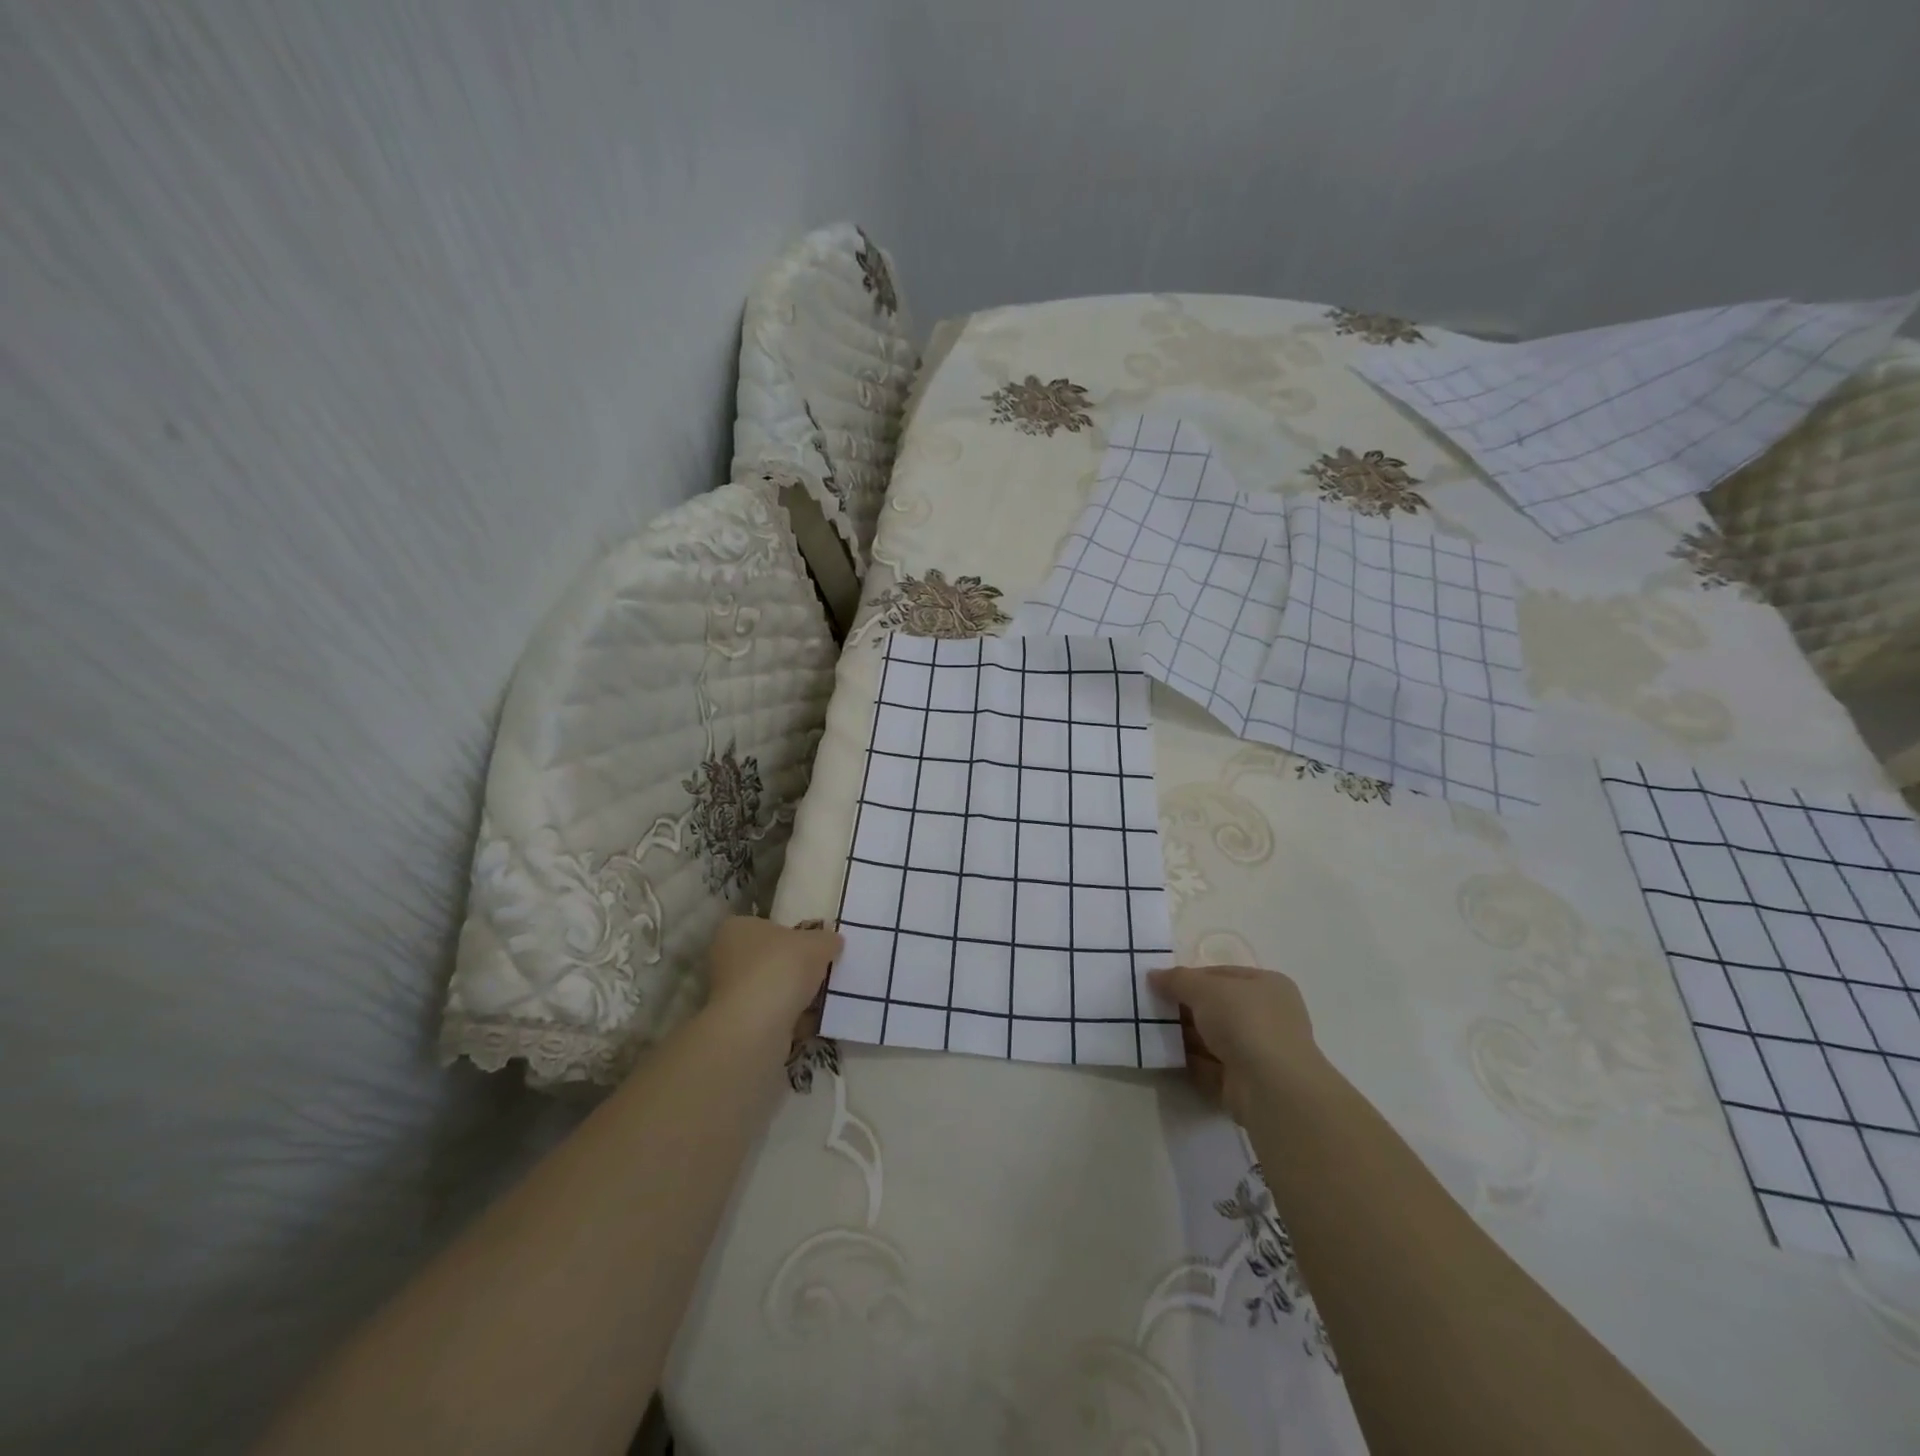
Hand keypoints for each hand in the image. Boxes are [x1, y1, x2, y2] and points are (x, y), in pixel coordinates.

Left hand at [705, 916, 842, 1037]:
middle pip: (768, 958)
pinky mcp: (738, 1024)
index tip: (814, 945)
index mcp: (736, 928)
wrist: (756, 1027)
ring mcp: (728, 995)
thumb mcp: (817, 943)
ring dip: (793, 994)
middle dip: (793, 966)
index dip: (791, 933)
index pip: (765, 925)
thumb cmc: (781, 968)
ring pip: (770, 988)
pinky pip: (772, 1015)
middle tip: (822, 970)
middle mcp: (725, 958)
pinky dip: (791, 1017)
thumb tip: (832, 942)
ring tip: (822, 996)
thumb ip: (826, 939)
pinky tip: (812, 1019)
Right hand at [1148, 964, 1324, 1121]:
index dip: (1190, 977)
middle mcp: (1268, 1017)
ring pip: (1213, 1038)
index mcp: (1267, 985)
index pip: (1222, 975)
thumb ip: (1177, 980)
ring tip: (1151, 1031)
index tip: (1161, 984)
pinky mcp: (1246, 1082)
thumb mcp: (1204, 989)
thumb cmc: (1244, 1021)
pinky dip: (1190, 1062)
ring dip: (1184, 1036)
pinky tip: (1165, 1057)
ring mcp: (1258, 1052)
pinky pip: (1211, 1066)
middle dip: (1185, 1008)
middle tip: (1151, 1008)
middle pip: (1216, 1007)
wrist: (1270, 1087)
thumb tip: (1153, 975)